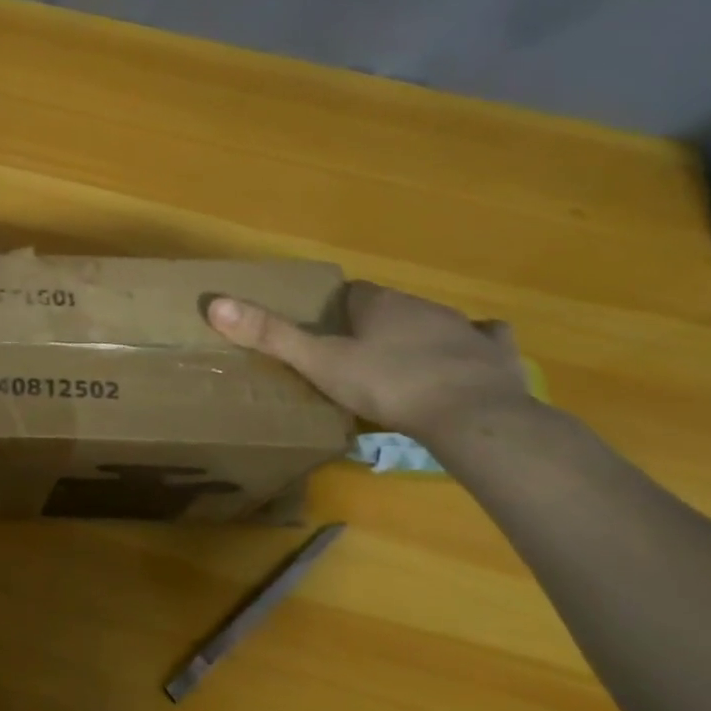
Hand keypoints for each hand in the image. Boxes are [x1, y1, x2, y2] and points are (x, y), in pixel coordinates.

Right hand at [205, 280, 529, 439]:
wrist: (473, 418)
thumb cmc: (388, 384)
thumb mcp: (319, 362)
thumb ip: (270, 335)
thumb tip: (215, 303)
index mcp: (378, 304)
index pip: (350, 293)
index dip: (334, 310)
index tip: (324, 333)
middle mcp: (421, 306)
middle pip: (389, 308)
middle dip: (373, 325)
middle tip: (354, 357)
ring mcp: (463, 330)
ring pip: (432, 323)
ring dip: (416, 337)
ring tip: (400, 368)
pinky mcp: (495, 357)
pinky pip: (486, 341)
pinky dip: (475, 347)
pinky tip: (470, 360)